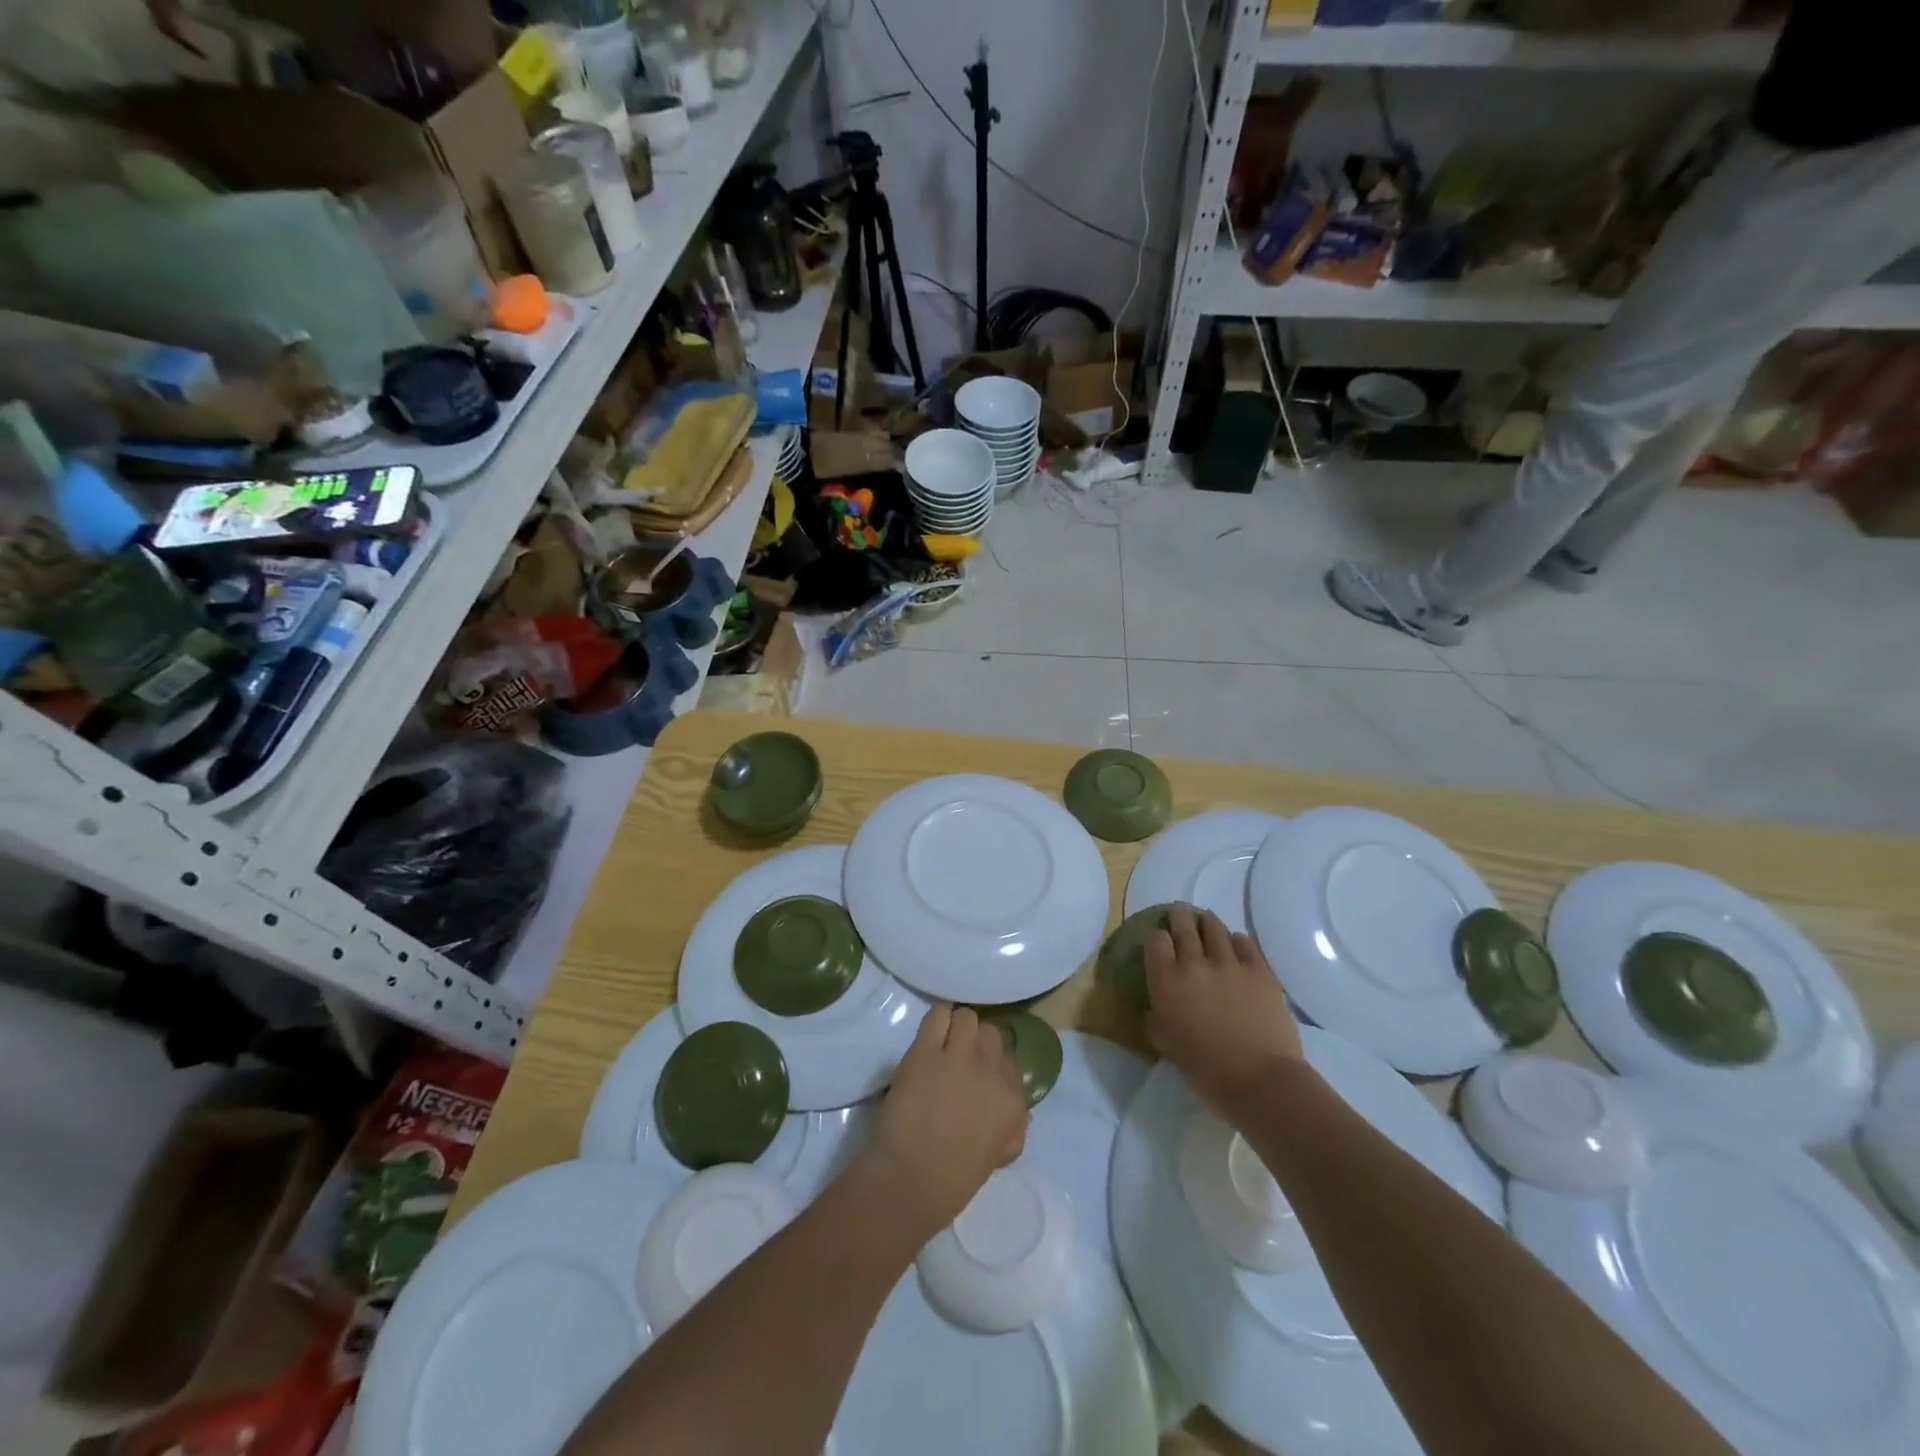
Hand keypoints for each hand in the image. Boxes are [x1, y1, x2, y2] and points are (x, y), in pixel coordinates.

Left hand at [869, 1004, 1029, 1233]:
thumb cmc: (953, 1181)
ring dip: (957, 1028)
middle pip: (993, 1035)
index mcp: (1013, 1101)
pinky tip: (930, 1032)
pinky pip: (939, 1014)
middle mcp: (992, 1072)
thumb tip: (1019, 1110)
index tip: (979, 1073)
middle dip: (978, 1043)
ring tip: (943, 1042)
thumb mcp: (998, 1156)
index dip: (993, 1065)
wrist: (909, 1182)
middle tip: (960, 1057)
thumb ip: (1013, 1128)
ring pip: (968, 1018)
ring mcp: (959, 1057)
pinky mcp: (926, 1050)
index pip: (1011, 1062)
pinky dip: (937, 1018)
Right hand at [1145, 904, 1303, 1121]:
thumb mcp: (1165, 1045)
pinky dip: (1236, 940)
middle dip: (1179, 915)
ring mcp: (1229, 963)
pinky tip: (1235, 944)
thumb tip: (1155, 1008)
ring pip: (1214, 928)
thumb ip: (1155, 1019)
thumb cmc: (1205, 1069)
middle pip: (1183, 925)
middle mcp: (1194, 963)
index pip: (1155, 941)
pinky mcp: (1259, 970)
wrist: (1259, 1079)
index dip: (1156, 937)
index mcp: (1167, 981)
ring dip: (1207, 921)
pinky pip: (1245, 943)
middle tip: (1179, 911)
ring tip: (1206, 920)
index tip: (1159, 940)